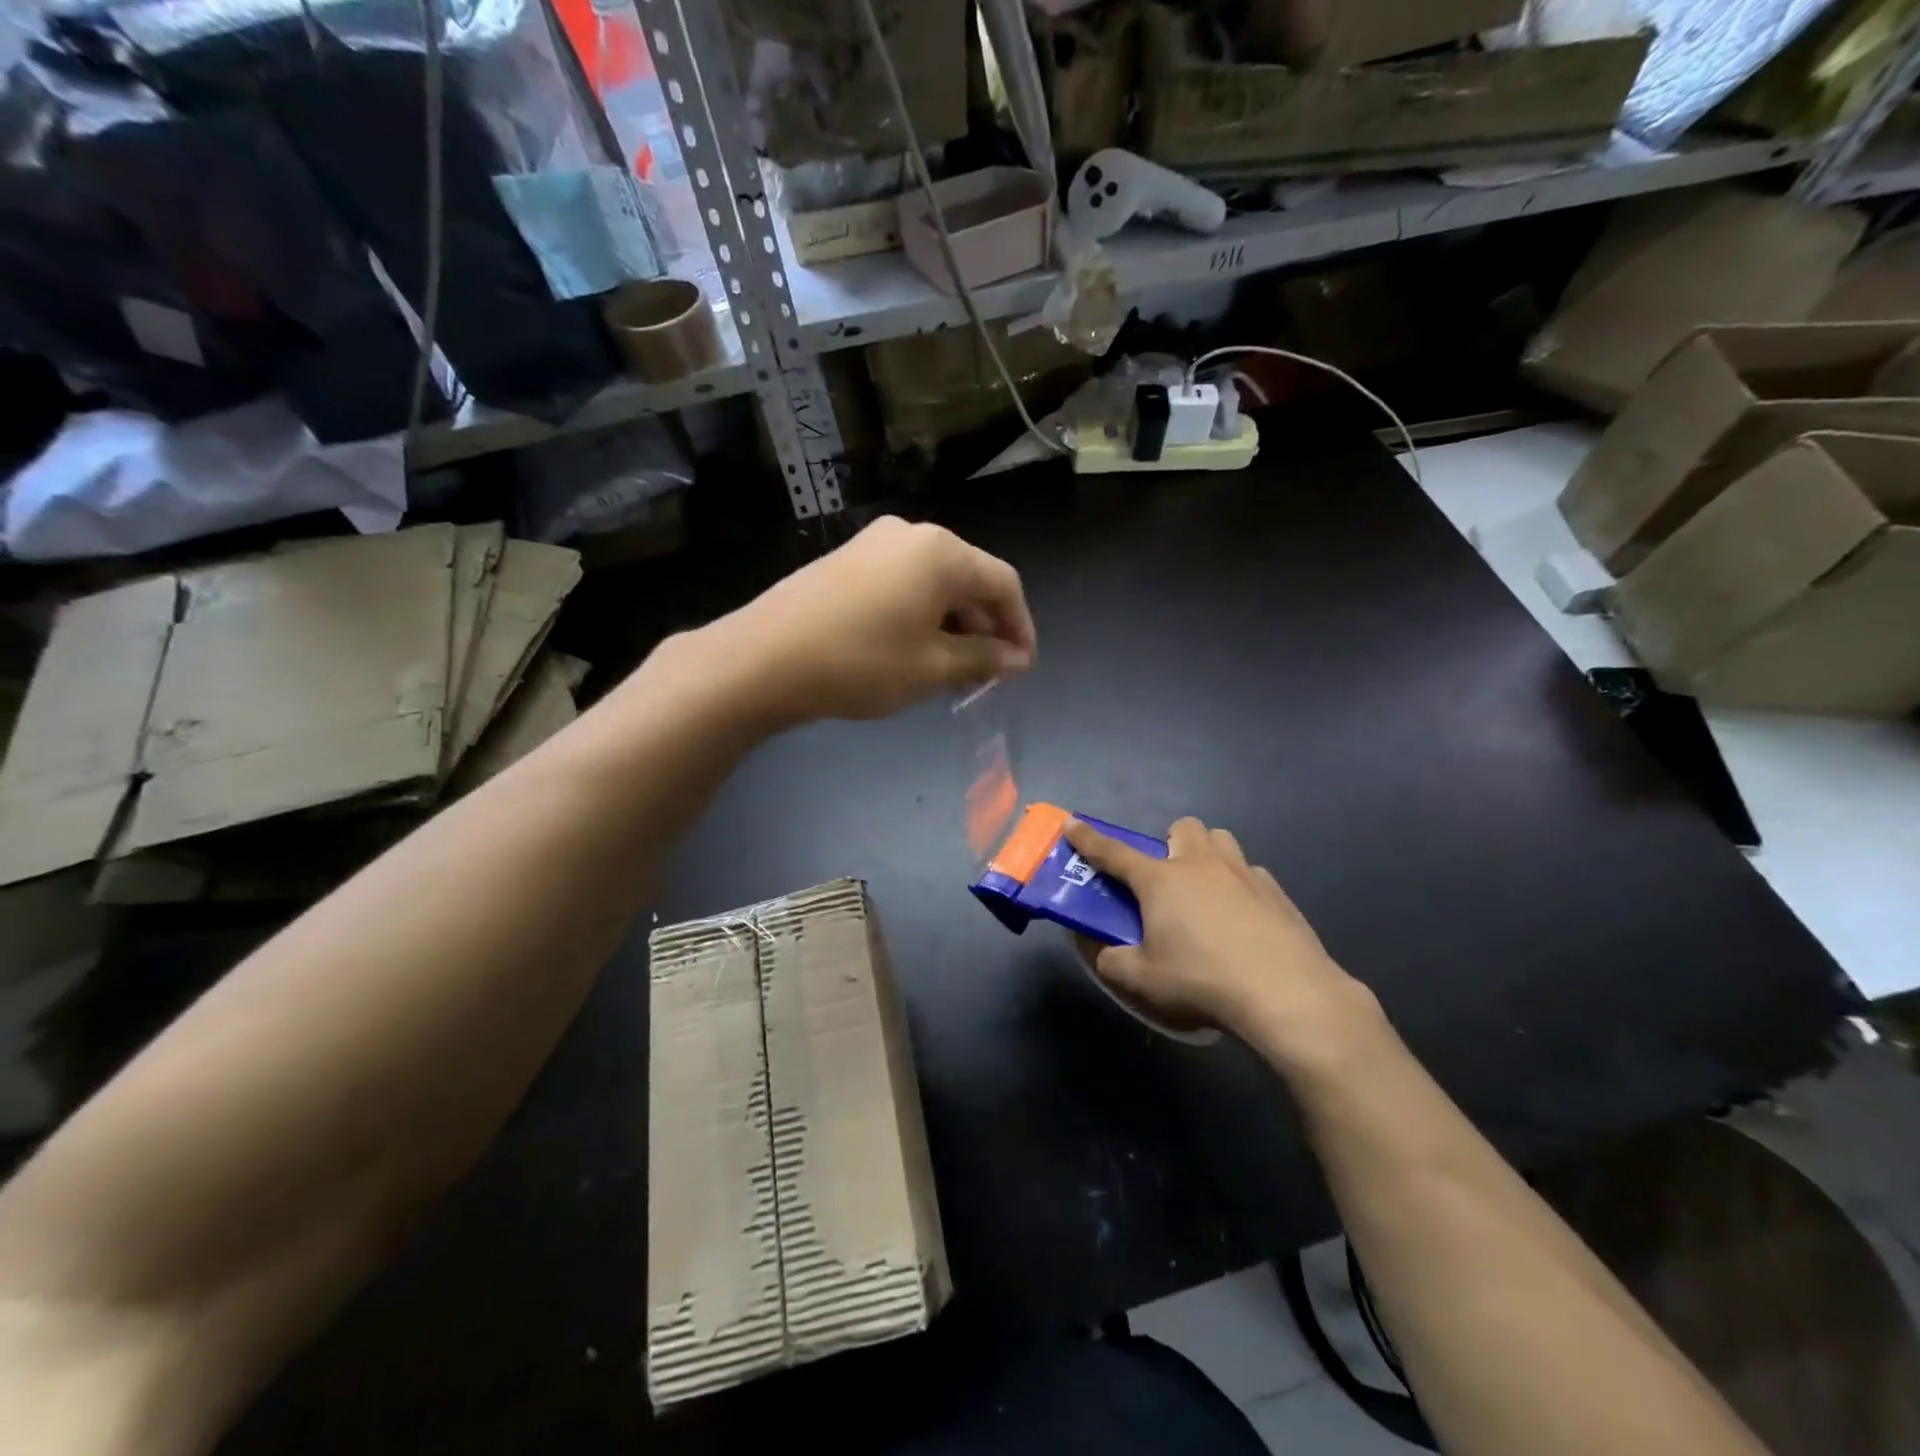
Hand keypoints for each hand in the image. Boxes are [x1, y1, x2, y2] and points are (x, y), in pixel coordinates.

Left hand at [712, 517, 1035, 724]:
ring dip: (951, 626)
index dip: (1020, 627)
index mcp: (941, 552)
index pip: (1003, 583)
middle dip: (984, 629)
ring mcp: (873, 544)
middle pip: (968, 579)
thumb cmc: (861, 663)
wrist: (763, 659)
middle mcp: (911, 535)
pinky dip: (919, 617)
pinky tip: (912, 653)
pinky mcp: (846, 561)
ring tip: (950, 672)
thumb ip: (983, 660)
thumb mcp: (932, 668)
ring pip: (933, 584)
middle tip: (985, 677)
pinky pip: (901, 585)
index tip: (1022, 668)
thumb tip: (1016, 659)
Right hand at [1064, 816, 1379, 1065]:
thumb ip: (1110, 961)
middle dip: (1170, 844)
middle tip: (1167, 880)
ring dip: (1208, 856)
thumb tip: (1096, 948)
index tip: (1071, 823)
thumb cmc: (1202, 981)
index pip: (1114, 852)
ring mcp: (1243, 874)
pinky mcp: (1277, 893)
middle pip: (1182, 828)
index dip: (1088, 838)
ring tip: (1207, 895)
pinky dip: (1240, 887)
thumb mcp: (1143, 980)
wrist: (1286, 994)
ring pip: (1221, 841)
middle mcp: (1201, 864)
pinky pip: (1251, 874)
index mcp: (1161, 880)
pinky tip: (1244, 922)